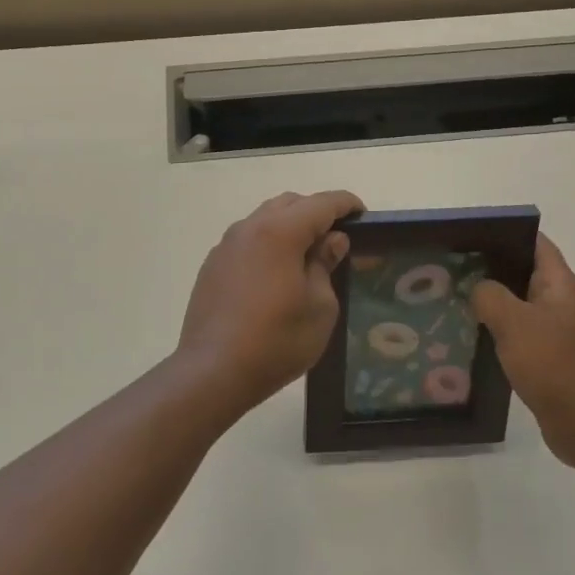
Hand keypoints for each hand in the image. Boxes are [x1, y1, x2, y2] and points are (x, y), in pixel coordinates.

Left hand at [177, 191, 364, 410]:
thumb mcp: (319, 307)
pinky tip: (275, 273)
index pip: (320, 204)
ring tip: (307, 254)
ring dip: (288, 226)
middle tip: (335, 237)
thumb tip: (331, 240)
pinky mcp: (212, 265)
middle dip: (315, 211)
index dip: (345, 204)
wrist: (213, 370)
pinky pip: (247, 241)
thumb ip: (325, 265)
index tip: (362, 214)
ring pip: (264, 219)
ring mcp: (226, 246)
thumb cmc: (277, 340)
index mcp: (279, 231)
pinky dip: (267, 244)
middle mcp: (249, 228)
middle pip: (289, 204)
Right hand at [471, 233, 574, 469]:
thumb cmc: (555, 365)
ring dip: (489, 301)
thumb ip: (489, 295)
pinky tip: (468, 334)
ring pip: (515, 304)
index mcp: (559, 284)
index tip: (468, 234)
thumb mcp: (514, 322)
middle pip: (521, 271)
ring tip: (451, 297)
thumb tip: (478, 289)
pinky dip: (495, 330)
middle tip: (449, 266)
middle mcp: (559, 302)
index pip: (534, 243)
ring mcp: (554, 331)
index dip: (504, 233)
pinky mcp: (546, 357)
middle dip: (488, 267)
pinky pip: (516, 333)